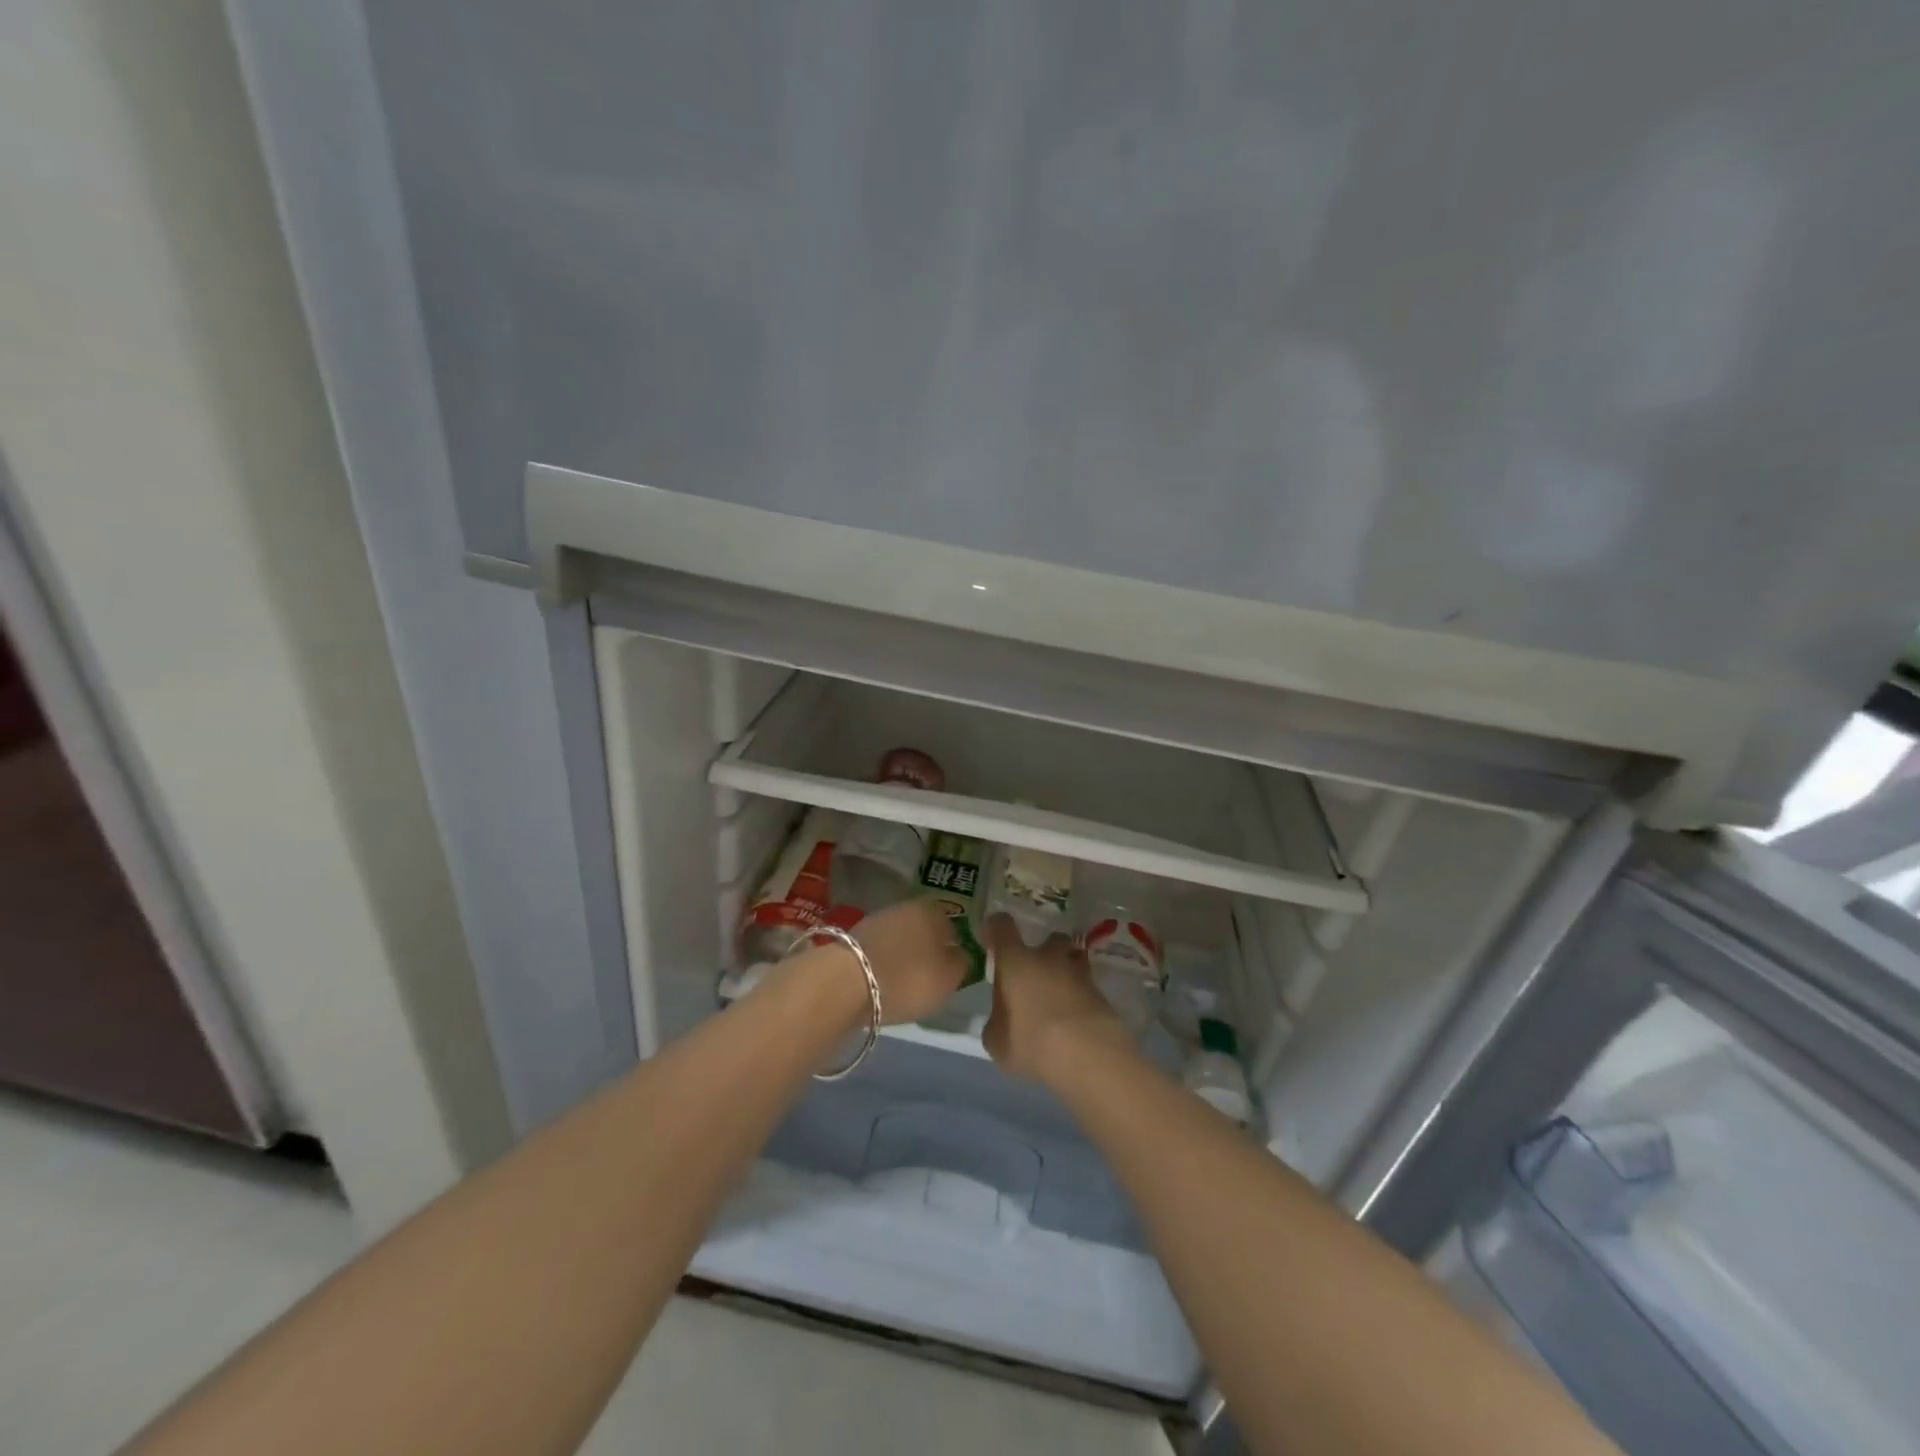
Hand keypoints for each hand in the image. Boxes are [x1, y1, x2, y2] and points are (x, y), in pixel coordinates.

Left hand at [848, 898, 970, 1026]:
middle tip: (928, 978)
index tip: (949, 972)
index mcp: (934, 911)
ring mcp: (879, 919)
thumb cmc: (908, 978)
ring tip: (903, 983)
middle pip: (925, 931)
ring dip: (904, 956)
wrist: (847, 982)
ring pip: (901, 938)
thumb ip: (962, 963)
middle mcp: (907, 907)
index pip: (953, 928)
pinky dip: (884, 962)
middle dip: (927, 950)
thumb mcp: (949, 979)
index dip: (953, 950)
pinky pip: (881, 950)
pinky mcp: (856, 936)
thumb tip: (959, 954)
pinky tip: (883, 980)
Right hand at [982, 914, 1131, 1081]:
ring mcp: (1079, 972)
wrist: (1088, 1054)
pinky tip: (1076, 1018)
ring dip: (1067, 969)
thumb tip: (1002, 1020)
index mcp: (1015, 961)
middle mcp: (1047, 957)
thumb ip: (997, 1023)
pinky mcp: (1101, 993)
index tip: (992, 937)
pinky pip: (1087, 985)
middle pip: (1049, 938)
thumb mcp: (997, 1041)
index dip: (996, 927)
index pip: (1002, 926)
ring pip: (1074, 958)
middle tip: (1036, 974)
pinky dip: (1081, 995)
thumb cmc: (1032, 1042)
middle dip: (1044, 951)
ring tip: (1060, 995)